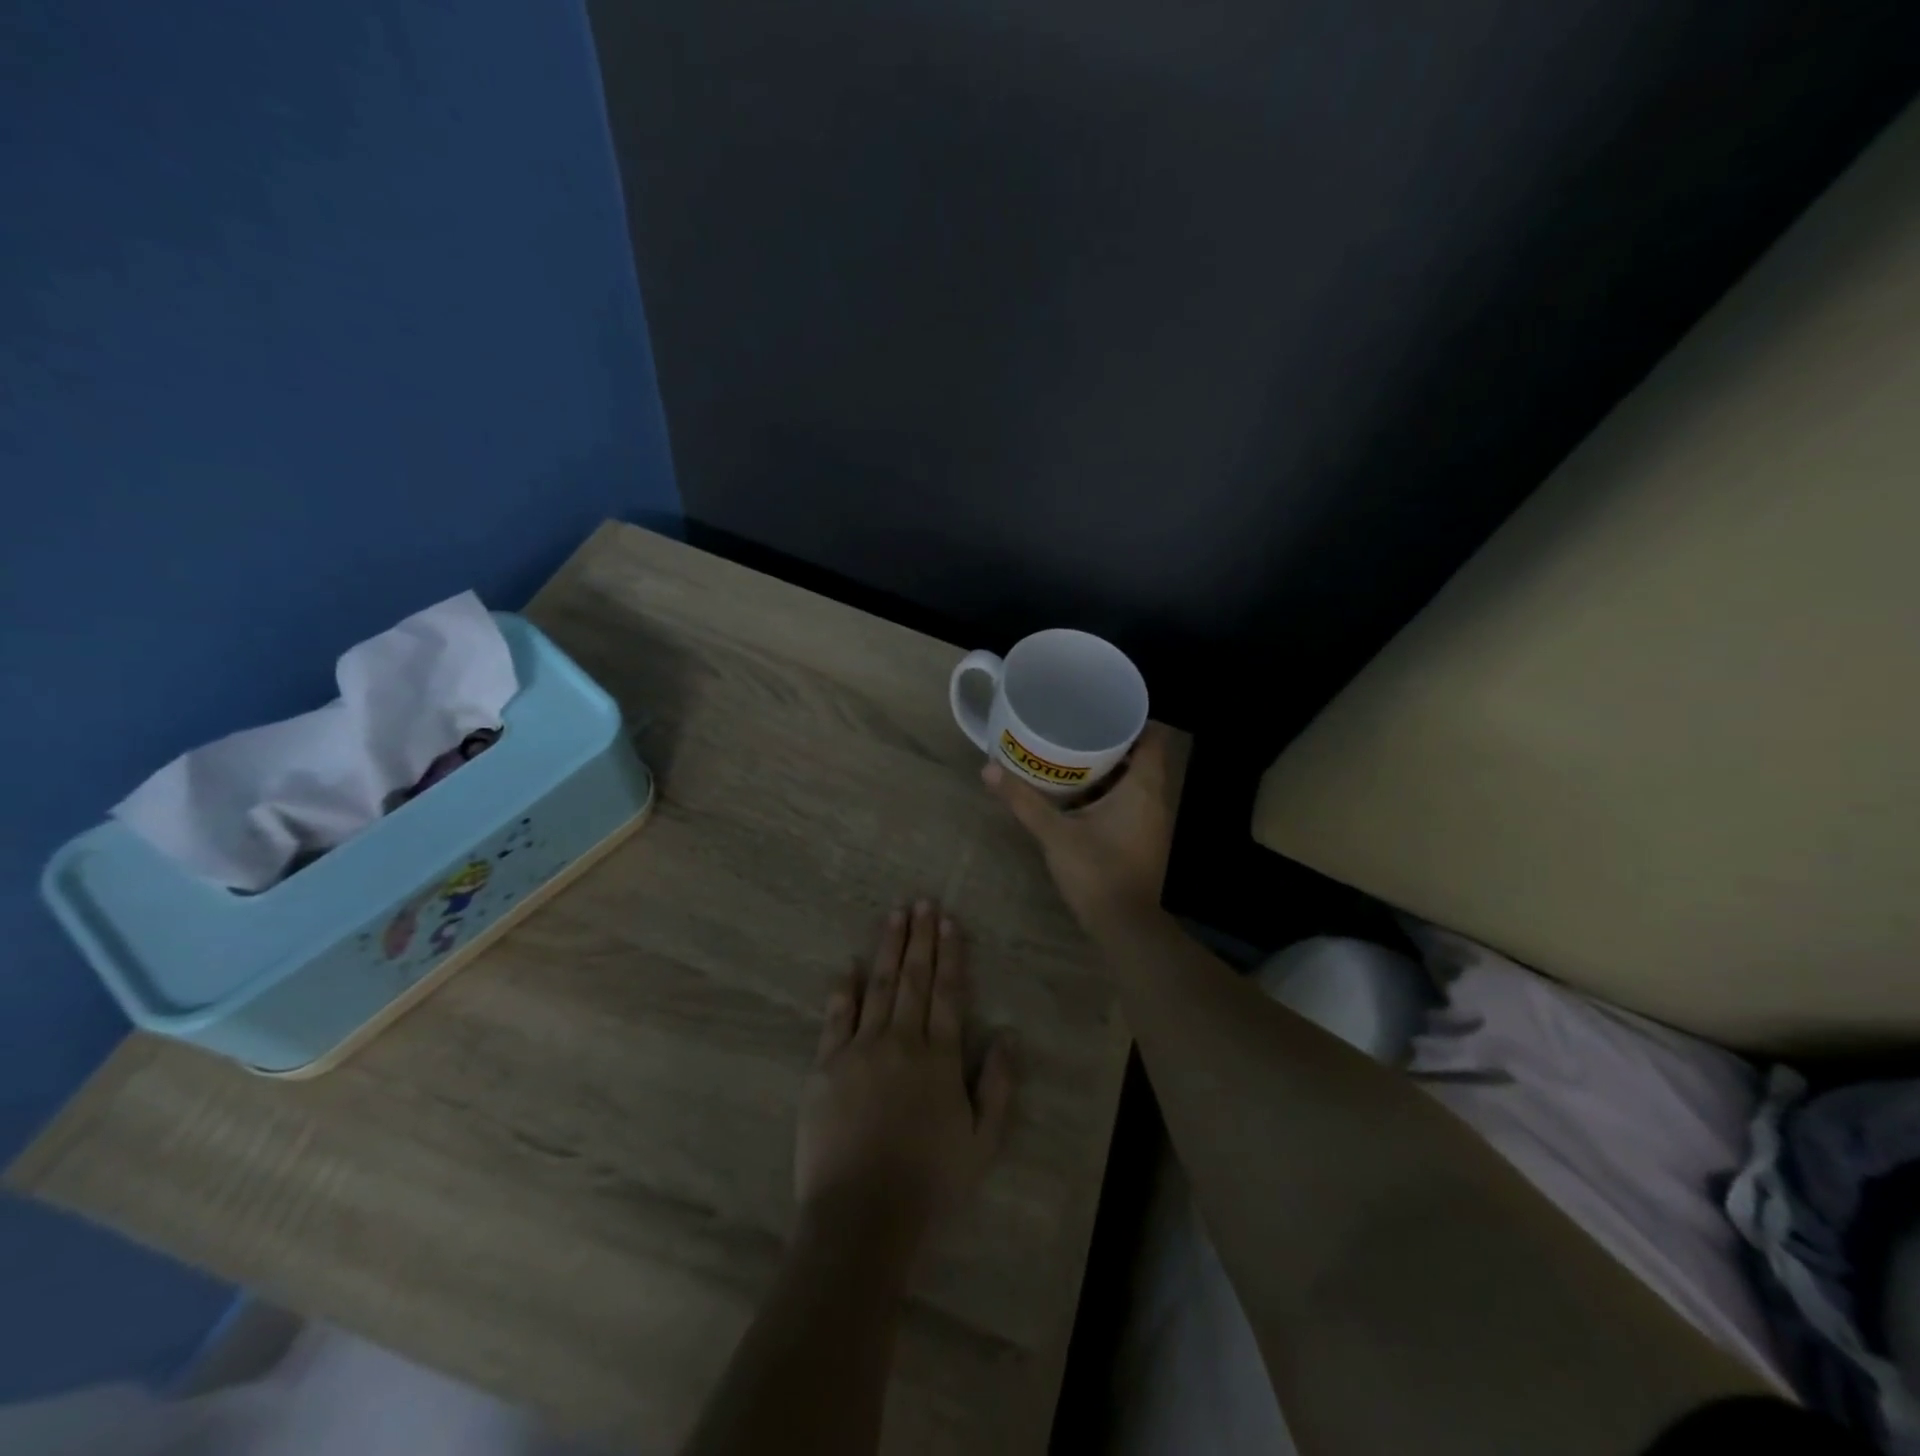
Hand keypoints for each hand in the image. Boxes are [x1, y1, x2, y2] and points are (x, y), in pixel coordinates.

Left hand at [795, 902, 1015, 1261]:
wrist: (862, 1216)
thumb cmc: (930, 1183)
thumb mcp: (983, 1142)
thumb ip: (999, 1086)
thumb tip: (1010, 1034)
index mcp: (940, 1057)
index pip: (948, 993)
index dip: (950, 954)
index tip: (948, 921)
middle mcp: (902, 1041)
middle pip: (913, 979)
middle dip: (920, 938)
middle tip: (922, 902)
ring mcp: (860, 1050)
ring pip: (878, 986)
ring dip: (887, 948)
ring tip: (894, 915)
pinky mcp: (826, 1066)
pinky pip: (836, 1017)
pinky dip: (843, 988)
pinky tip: (848, 964)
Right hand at [981, 723, 1176, 928]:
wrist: (1124, 926)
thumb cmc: (1097, 872)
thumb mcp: (1054, 834)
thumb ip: (1023, 800)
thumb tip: (988, 768)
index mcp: (1142, 788)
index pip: (1152, 737)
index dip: (1132, 719)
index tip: (1101, 707)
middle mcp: (1154, 799)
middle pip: (1140, 757)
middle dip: (1110, 741)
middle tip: (1076, 726)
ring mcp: (1149, 821)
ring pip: (1133, 781)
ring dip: (1107, 768)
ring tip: (1071, 752)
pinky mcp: (1140, 839)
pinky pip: (1128, 802)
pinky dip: (1107, 792)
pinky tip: (1077, 794)